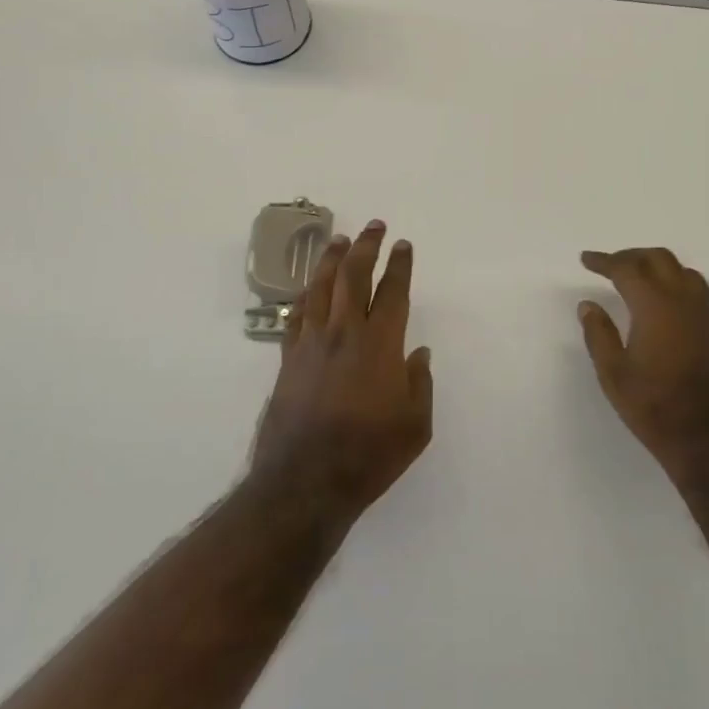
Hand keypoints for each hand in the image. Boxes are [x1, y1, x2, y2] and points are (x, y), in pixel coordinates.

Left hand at [252, 221, 433, 523]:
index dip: (400, 265)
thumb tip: (418, 354)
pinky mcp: (288, 359)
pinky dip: (305, 295)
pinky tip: (309, 288)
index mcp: (380, 344)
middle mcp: (344, 332)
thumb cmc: (369, 455)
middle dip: (366, 246)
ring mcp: (312, 343)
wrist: (305, 481)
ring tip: (338, 239)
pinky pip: (297, 315)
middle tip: (374, 226)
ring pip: (321, 287)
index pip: (393, 292)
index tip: (403, 244)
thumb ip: (420, 384)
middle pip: (354, 276)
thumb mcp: (415, 426)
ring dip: (331, 259)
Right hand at [579, 248, 708, 484]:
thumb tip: (588, 305)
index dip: (604, 260)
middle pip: (659, 259)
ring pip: (685, 273)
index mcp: (655, 305)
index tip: (586, 259)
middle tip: (611, 266)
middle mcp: (685, 300)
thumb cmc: (657, 408)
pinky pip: (701, 295)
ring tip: (641, 281)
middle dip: (632, 256)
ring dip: (659, 268)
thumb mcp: (614, 375)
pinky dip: (680, 289)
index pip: (626, 268)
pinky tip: (671, 309)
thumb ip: (599, 334)